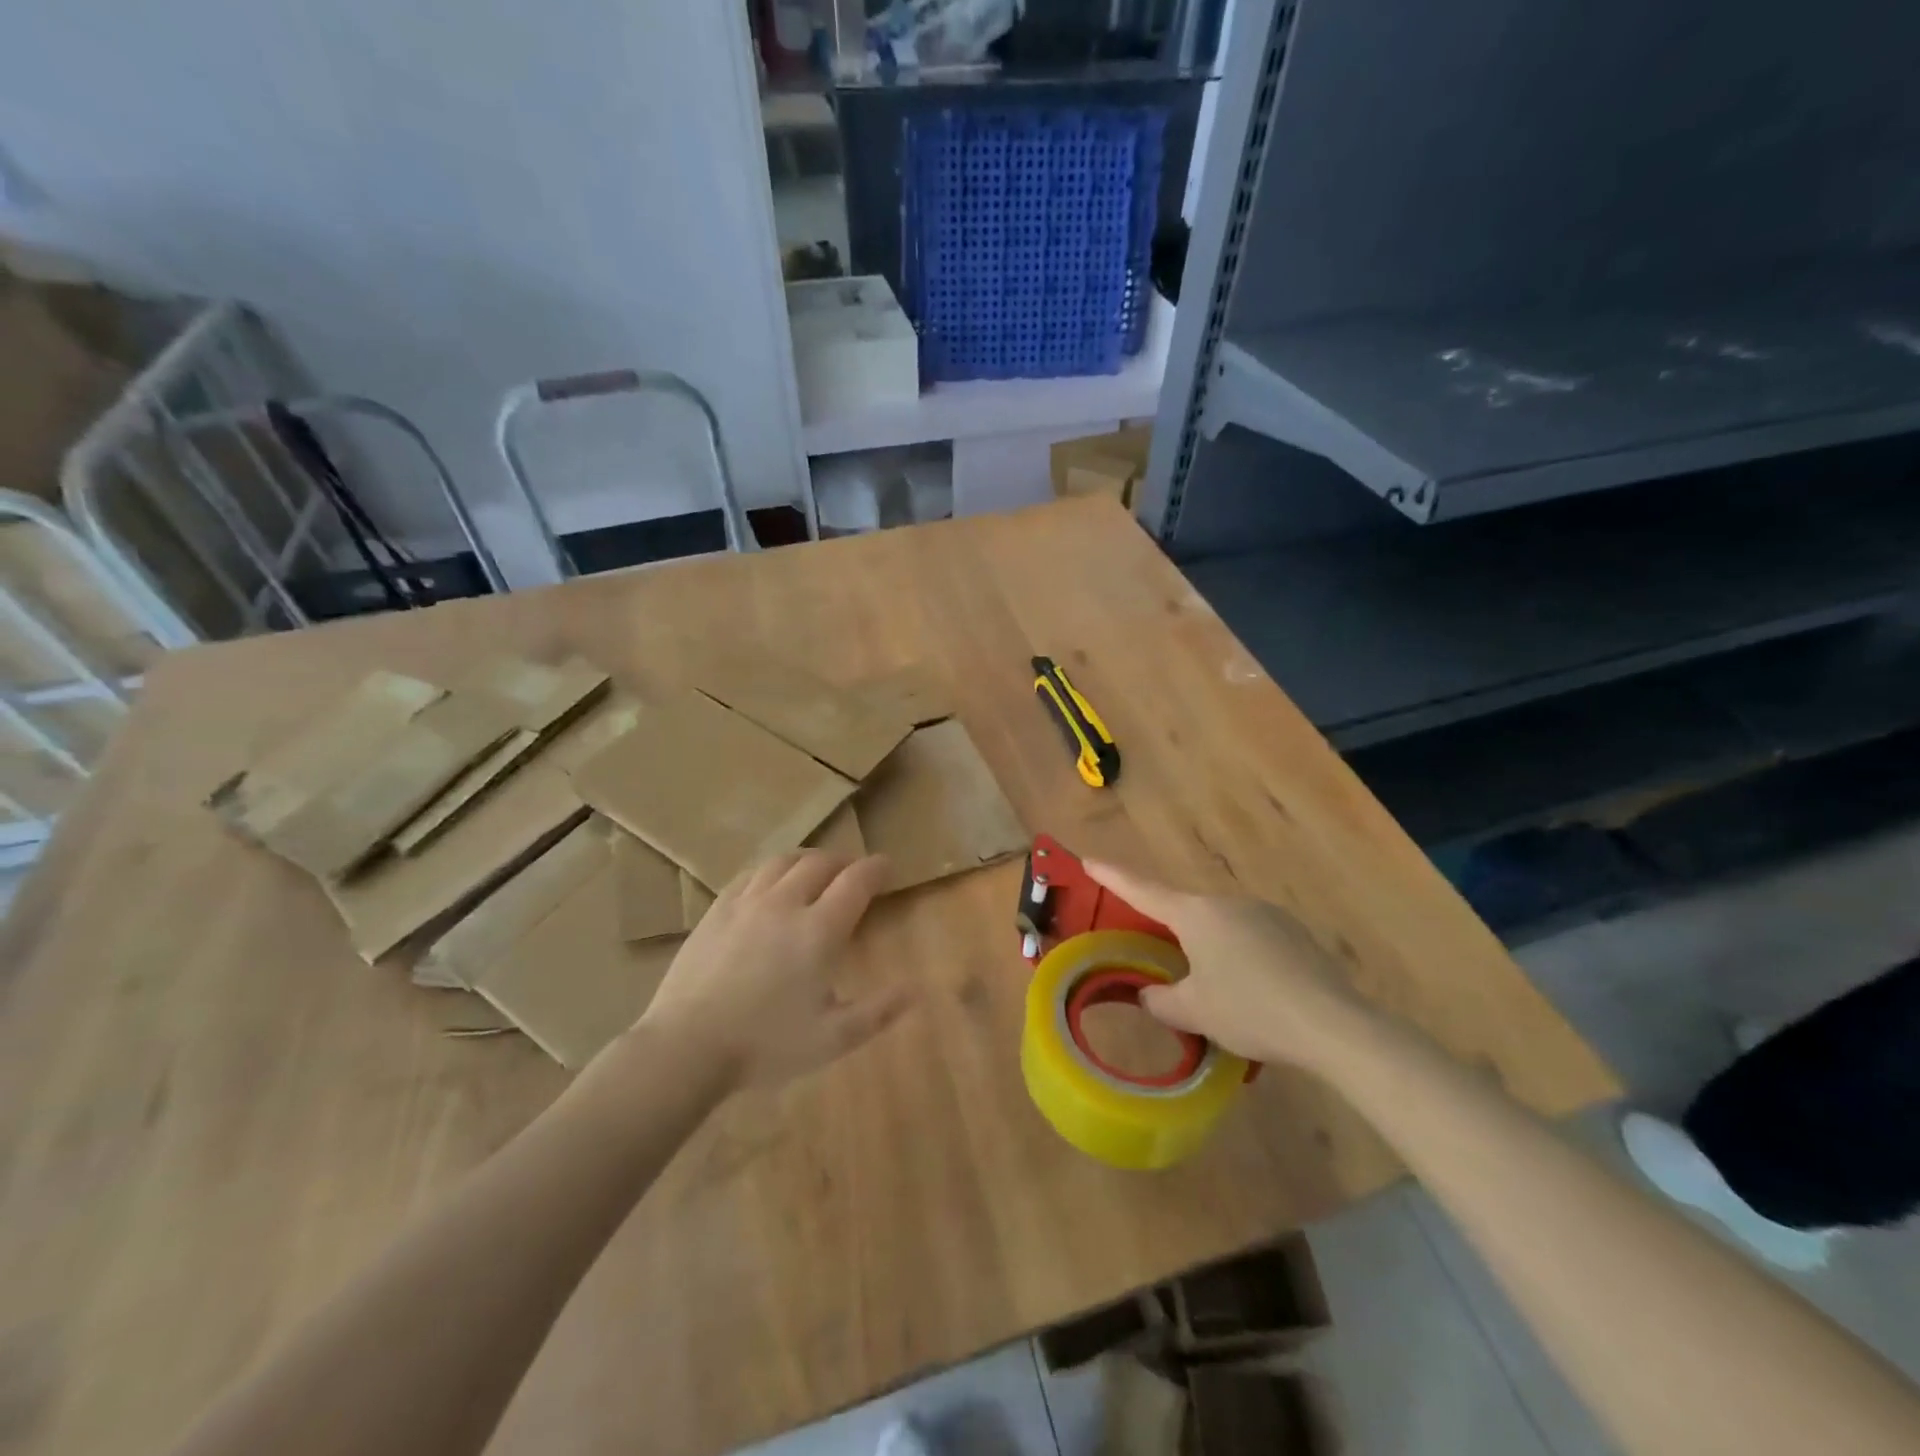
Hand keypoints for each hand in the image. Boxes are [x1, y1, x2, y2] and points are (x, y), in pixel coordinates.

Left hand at [635, 851, 913, 1091]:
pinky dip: (771, 870)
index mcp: (819, 930)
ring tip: (815, 869)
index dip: (876, 868)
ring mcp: (747, 903)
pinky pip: (750, 875)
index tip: (887, 866)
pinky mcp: (717, 911)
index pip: (856, 881)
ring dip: (807, 859)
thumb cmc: (766, 1045)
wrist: (687, 1047)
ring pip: (783, 862)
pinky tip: (770, 882)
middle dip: (844, 861)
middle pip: (821, 863)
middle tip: (853, 871)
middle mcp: (786, 904)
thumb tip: (916, 990)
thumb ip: (878, 1012)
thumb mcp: (833, 1039)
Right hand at [1084, 860, 1371, 1070]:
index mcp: (1196, 915)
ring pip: (1220, 926)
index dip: (1113, 876)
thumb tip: (1149, 994)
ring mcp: (1265, 913)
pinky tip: (1253, 992)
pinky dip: (1240, 957)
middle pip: (1185, 912)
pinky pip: (1251, 937)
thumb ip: (1161, 1000)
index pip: (1143, 890)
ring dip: (1208, 948)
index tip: (1088, 859)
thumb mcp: (1194, 1012)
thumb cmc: (1250, 1011)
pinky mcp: (1293, 932)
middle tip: (1160, 957)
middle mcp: (1228, 903)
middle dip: (1168, 931)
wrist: (1333, 1024)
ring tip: (1216, 991)